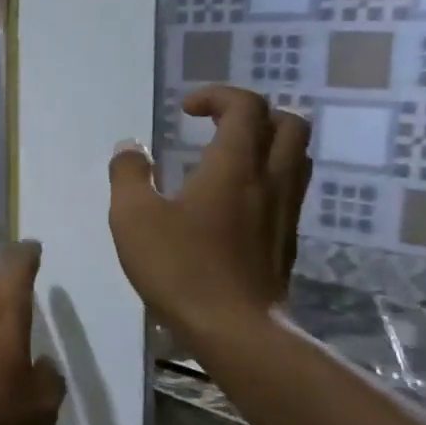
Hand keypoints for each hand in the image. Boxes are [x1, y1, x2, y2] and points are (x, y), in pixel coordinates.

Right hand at [107, 86, 311, 347]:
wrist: (234, 328)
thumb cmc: (180, 267)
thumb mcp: (133, 217)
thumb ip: (129, 175)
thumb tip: (130, 147)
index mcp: (234, 166)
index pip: (245, 107)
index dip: (217, 96)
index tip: (185, 109)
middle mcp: (269, 180)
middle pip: (289, 124)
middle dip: (253, 113)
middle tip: (215, 125)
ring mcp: (284, 211)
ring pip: (296, 157)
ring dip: (267, 143)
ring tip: (228, 156)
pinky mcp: (285, 239)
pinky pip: (288, 189)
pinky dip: (266, 177)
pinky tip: (234, 200)